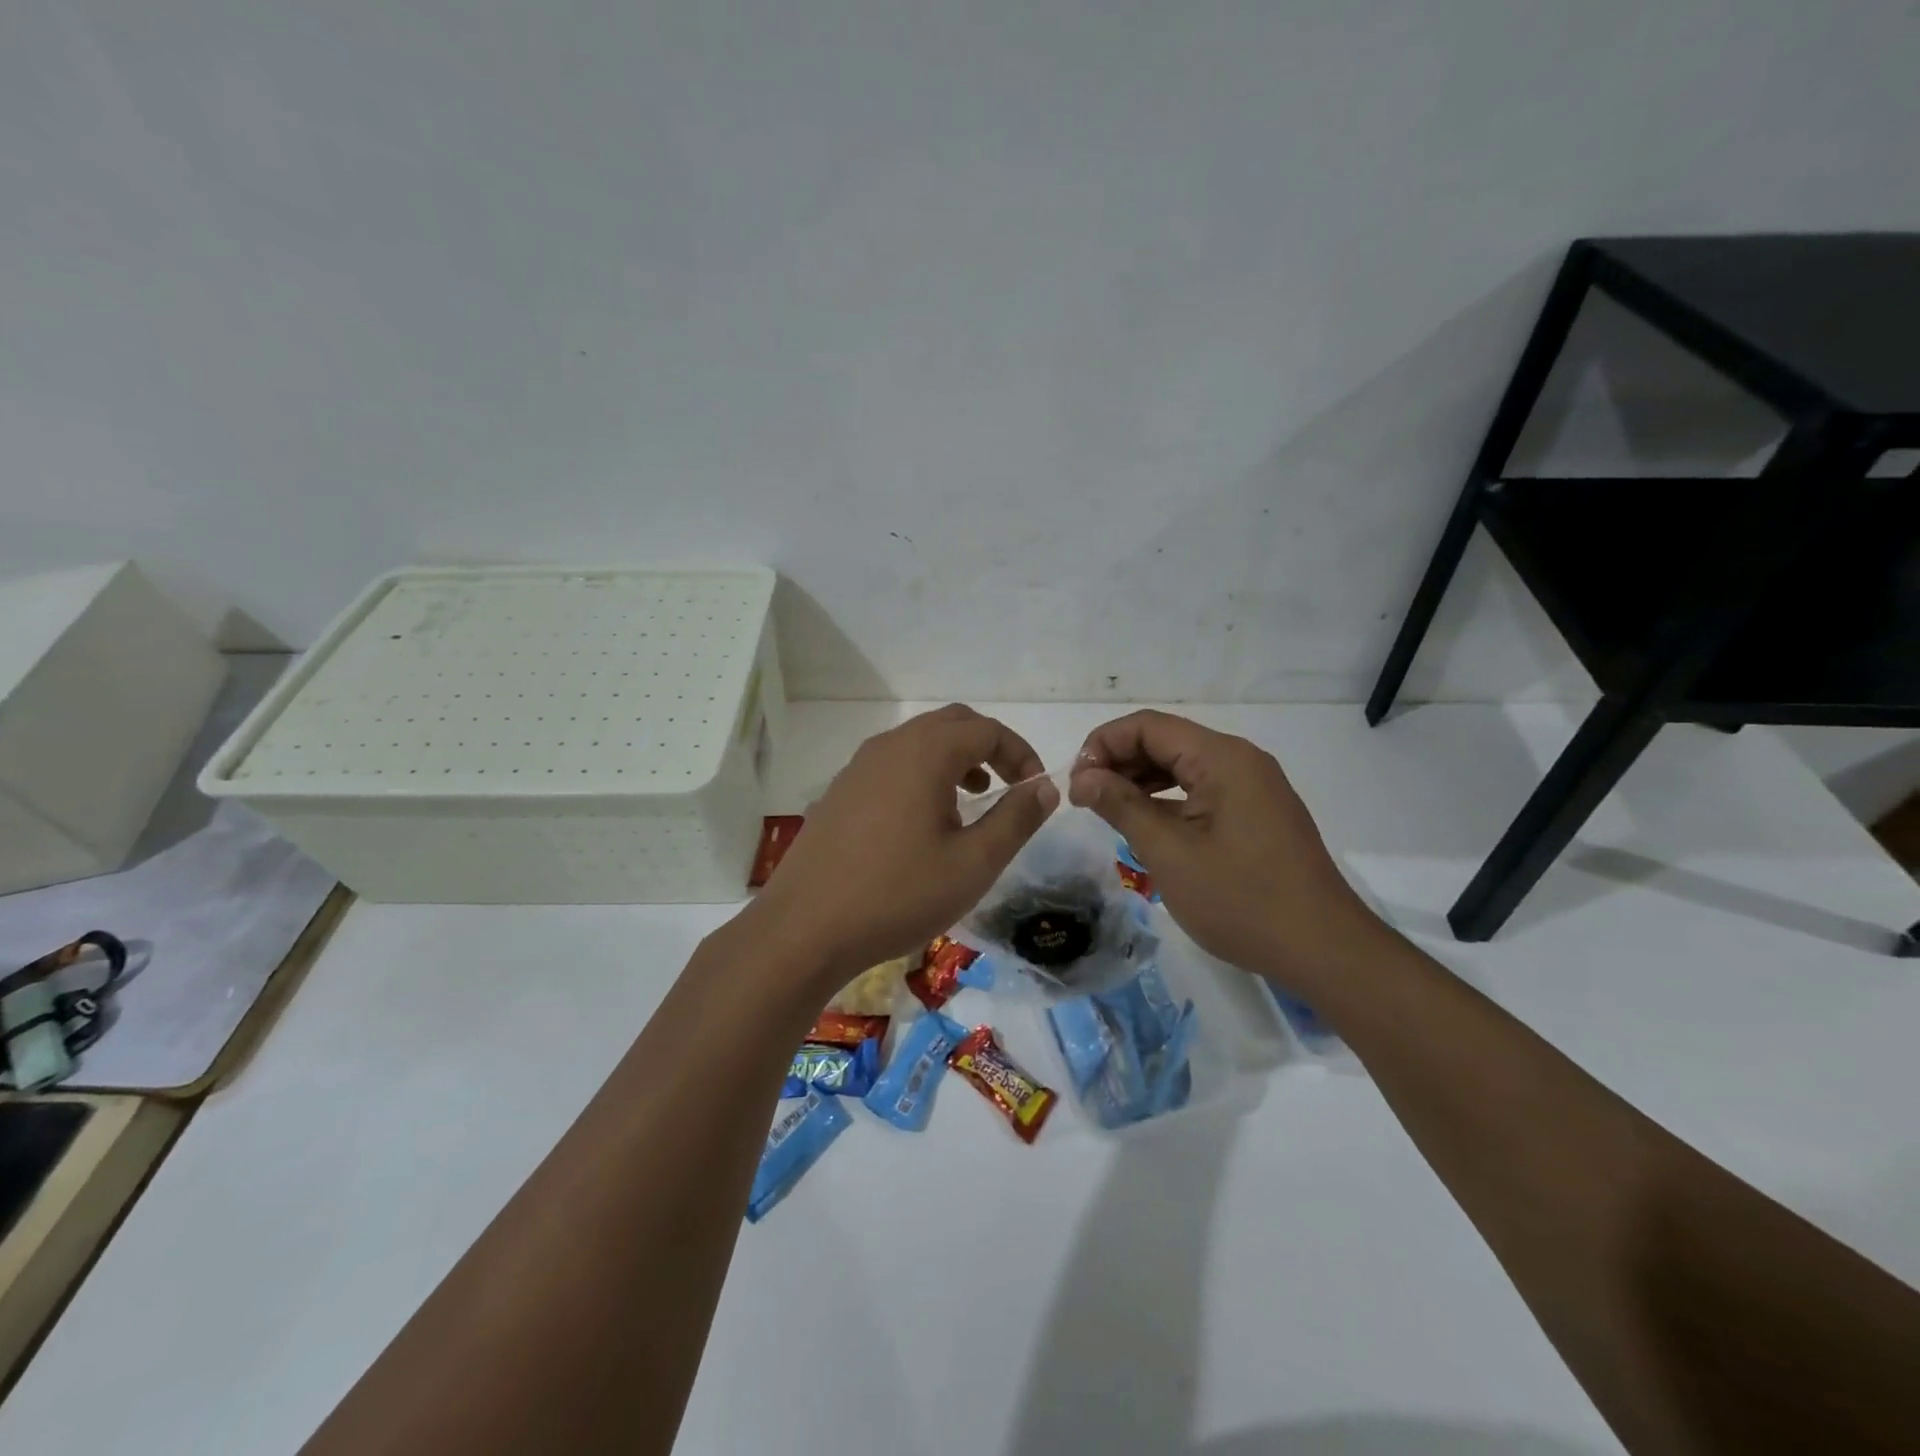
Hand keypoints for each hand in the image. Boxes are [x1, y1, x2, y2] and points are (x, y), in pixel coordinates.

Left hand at [752, 705, 1057, 990]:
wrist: (804, 928)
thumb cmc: (898, 894)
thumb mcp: (974, 864)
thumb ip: (1016, 819)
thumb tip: (1045, 786)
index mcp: (925, 753)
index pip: (987, 729)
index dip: (1020, 753)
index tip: (1035, 789)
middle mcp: (890, 746)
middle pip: (951, 724)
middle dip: (988, 748)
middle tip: (1008, 787)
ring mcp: (858, 767)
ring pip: (919, 743)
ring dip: (954, 761)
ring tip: (970, 805)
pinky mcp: (840, 792)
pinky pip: (892, 765)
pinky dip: (922, 775)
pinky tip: (923, 825)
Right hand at [1069, 710, 1386, 994]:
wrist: (1323, 950)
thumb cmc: (1241, 901)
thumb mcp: (1169, 853)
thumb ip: (1121, 805)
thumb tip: (1082, 776)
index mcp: (1222, 758)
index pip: (1148, 726)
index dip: (1103, 745)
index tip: (1075, 783)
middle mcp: (1240, 760)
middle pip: (1166, 741)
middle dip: (1119, 762)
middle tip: (1084, 799)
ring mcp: (1254, 786)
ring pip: (1183, 766)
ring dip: (1141, 781)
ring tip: (1107, 810)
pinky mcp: (1258, 812)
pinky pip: (1202, 790)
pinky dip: (1168, 799)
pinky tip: (1146, 824)